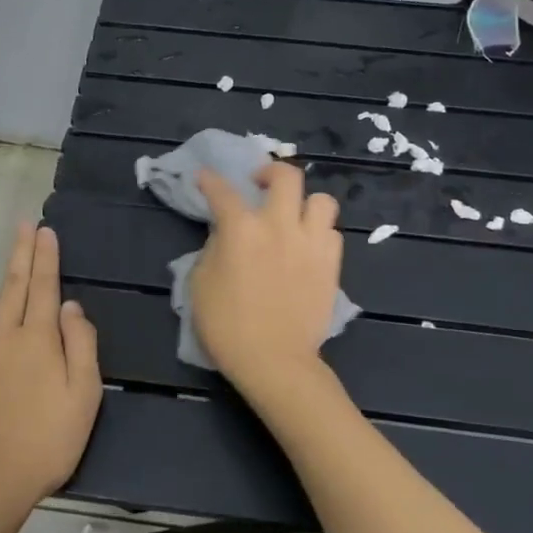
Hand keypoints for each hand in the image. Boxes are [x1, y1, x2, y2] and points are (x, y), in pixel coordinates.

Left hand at [0, 223, 102, 519]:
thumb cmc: (44, 443)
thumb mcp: (83, 397)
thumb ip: (80, 346)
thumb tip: (70, 306)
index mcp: (37, 339)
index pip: (45, 287)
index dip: (46, 257)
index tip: (45, 230)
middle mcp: (1, 335)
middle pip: (12, 286)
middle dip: (19, 253)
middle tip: (21, 225)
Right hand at [191, 163, 342, 394]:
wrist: (275, 361)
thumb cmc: (227, 326)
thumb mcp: (200, 284)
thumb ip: (213, 249)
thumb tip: (225, 235)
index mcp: (241, 228)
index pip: (222, 191)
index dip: (210, 180)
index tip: (205, 178)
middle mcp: (279, 225)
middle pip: (286, 176)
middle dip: (270, 171)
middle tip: (260, 184)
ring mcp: (311, 243)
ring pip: (321, 200)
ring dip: (305, 202)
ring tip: (294, 215)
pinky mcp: (331, 264)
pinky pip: (332, 233)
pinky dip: (319, 233)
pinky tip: (308, 246)